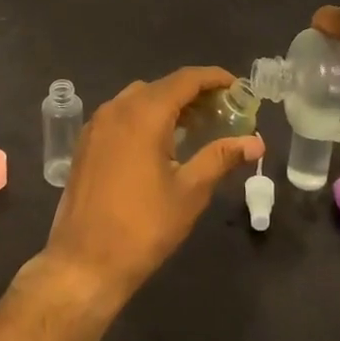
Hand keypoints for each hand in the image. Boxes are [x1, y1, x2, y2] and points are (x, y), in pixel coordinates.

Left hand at [37, 67, 263, 308]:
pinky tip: (162, 143)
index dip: (214, 78)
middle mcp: (117, 108)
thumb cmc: (143, 227)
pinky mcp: (86, 143)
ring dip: (168, 105)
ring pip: (139, 99)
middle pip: (162, 86)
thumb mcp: (189, 192)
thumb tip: (256, 142)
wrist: (84, 262)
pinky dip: (145, 117)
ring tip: (197, 126)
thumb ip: (221, 158)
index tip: (238, 87)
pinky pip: (121, 115)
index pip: (185, 79)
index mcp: (143, 114)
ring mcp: (97, 125)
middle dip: (194, 93)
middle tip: (223, 111)